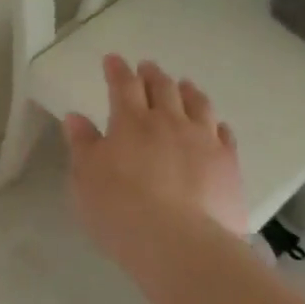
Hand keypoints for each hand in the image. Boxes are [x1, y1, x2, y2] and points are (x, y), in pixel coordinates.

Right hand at [62, 55, 248, 264]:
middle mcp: (170, 122)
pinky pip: (224, 134)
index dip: (117, 70)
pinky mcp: (228, 163)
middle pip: (163, 88)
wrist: (179, 243)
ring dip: (188, 91)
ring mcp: (203, 140)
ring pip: (198, 104)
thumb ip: (82, 145)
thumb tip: (75, 117)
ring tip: (184, 84)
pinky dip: (216, 123)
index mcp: (131, 122)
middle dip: (152, 75)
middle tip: (147, 68)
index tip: (113, 60)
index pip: (123, 86)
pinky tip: (215, 124)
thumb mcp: (86, 178)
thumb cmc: (120, 210)